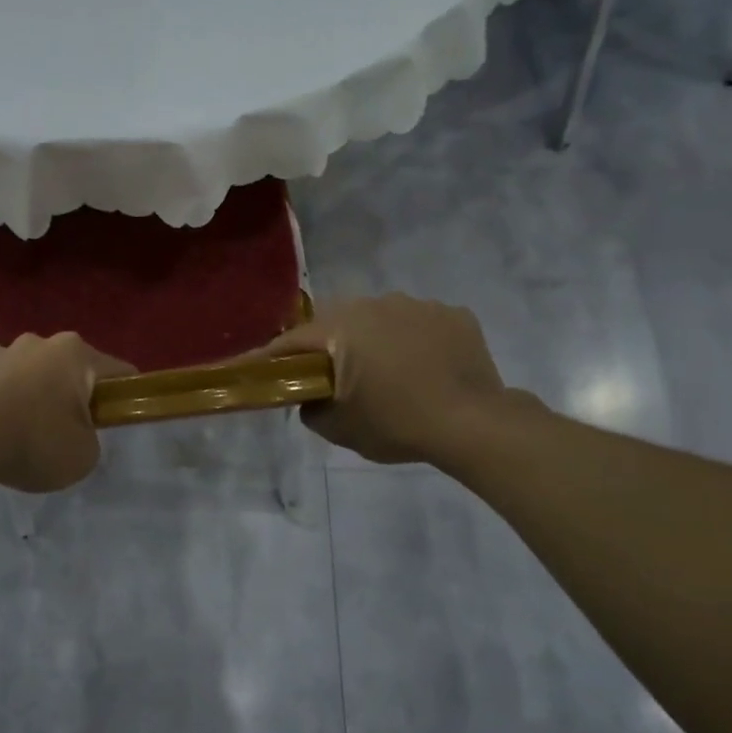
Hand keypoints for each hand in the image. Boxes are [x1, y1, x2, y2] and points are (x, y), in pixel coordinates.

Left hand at [0, 333, 134, 492]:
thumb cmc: (34, 441)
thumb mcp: (84, 455)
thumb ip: (89, 438)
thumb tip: (73, 431)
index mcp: (74, 353)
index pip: (117, 371)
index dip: (125, 396)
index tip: (119, 418)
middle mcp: (37, 342)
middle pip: (67, 369)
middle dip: (70, 396)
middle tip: (66, 434)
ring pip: (27, 375)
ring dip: (31, 397)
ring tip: (20, 437)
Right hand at [249, 294, 530, 468]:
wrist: (473, 423)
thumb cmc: (396, 423)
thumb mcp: (339, 428)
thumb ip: (312, 407)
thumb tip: (310, 396)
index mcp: (341, 328)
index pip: (292, 340)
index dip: (272, 358)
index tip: (258, 369)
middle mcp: (375, 304)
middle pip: (337, 322)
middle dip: (330, 345)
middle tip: (333, 376)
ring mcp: (418, 305)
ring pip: (382, 318)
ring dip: (376, 339)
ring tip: (388, 373)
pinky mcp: (453, 314)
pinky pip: (421, 324)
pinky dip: (416, 341)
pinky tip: (426, 368)